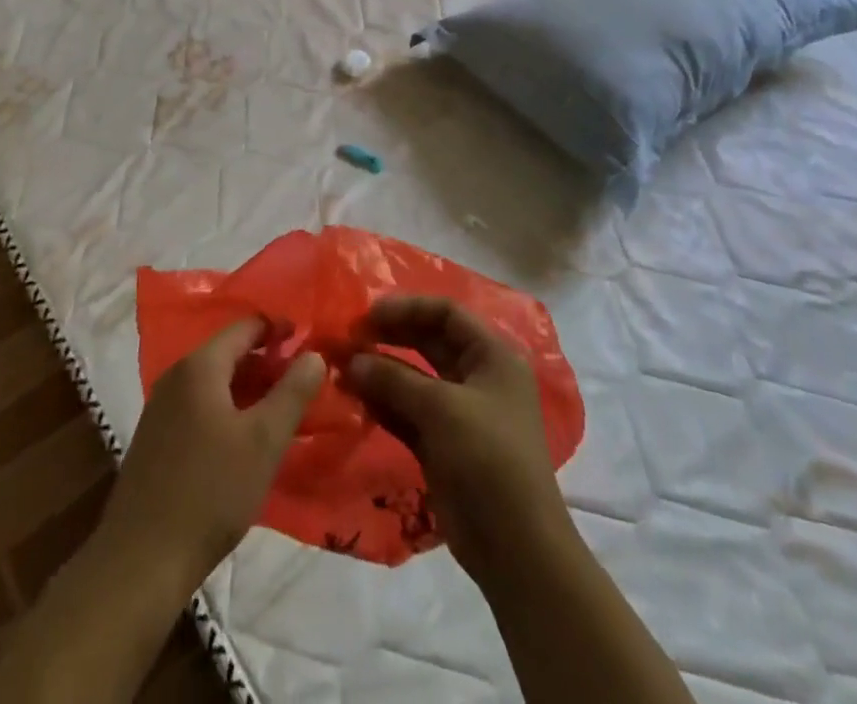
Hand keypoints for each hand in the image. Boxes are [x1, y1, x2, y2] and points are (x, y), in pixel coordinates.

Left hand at [101, 318, 325, 594]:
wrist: (142, 559)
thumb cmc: (210, 491)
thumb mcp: (264, 441)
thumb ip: (292, 392)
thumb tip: (314, 354)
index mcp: (200, 366)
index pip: (245, 326)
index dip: (279, 330)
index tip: (309, 343)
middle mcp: (176, 376)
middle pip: (229, 353)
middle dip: (267, 363)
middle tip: (304, 382)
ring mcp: (162, 407)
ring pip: (215, 382)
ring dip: (249, 389)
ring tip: (283, 410)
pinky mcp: (156, 438)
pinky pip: (200, 406)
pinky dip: (228, 410)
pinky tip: (246, 440)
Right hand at [347, 296, 572, 583]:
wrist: (516, 548)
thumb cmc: (488, 458)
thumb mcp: (441, 408)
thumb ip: (393, 379)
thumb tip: (350, 361)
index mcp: (492, 356)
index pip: (446, 314)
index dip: (407, 308)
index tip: (367, 314)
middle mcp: (477, 377)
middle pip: (428, 342)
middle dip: (389, 337)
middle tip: (348, 338)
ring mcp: (459, 413)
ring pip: (414, 378)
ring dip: (380, 371)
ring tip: (341, 368)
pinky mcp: (442, 444)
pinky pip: (407, 411)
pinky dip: (383, 403)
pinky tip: (353, 397)